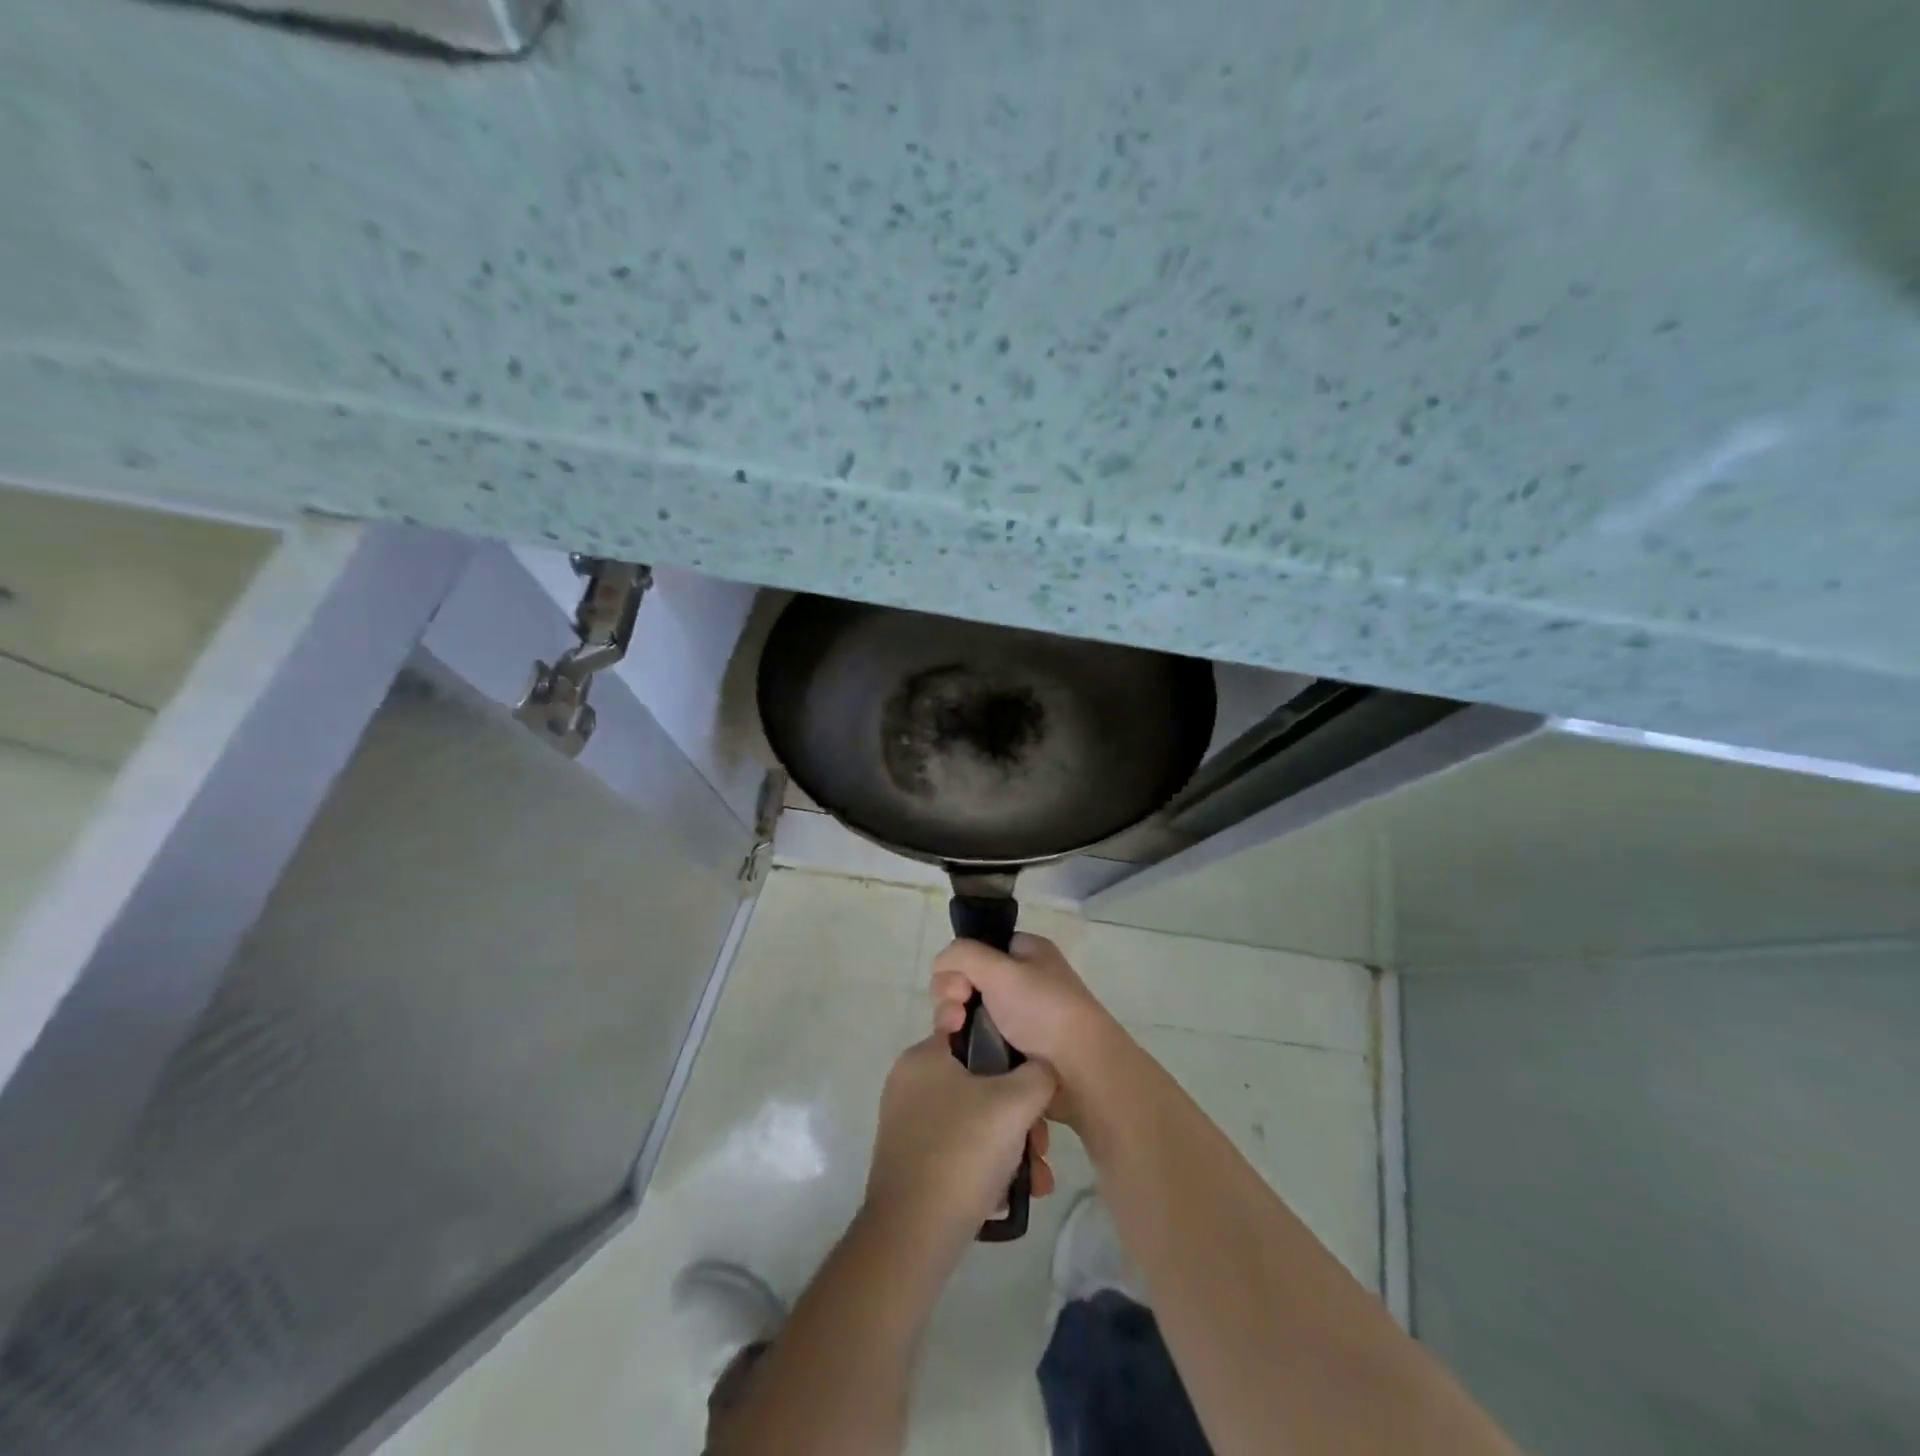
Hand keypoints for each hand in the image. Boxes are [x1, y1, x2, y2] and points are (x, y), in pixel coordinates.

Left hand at [864, 1036, 1057, 1254]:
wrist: (912, 1237)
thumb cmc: (963, 1152)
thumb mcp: (1016, 1103)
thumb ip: (1039, 1074)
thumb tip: (1042, 1070)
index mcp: (924, 1057)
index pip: (974, 1033)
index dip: (1010, 1054)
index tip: (1034, 1081)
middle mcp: (911, 1084)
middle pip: (981, 1084)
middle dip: (1021, 1116)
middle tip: (1041, 1146)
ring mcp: (909, 1126)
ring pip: (976, 1122)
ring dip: (1013, 1147)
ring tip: (1037, 1180)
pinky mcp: (913, 1163)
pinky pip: (960, 1151)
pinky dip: (989, 1167)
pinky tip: (1014, 1195)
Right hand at [930, 934, 1128, 1129]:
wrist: (1081, 1072)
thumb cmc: (1045, 1011)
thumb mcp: (1002, 969)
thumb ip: (963, 954)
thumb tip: (941, 964)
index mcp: (1026, 952)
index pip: (976, 948)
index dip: (959, 964)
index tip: (959, 986)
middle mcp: (1020, 979)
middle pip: (966, 980)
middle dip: (950, 996)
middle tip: (955, 1017)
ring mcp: (1016, 1017)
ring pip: (967, 1011)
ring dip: (952, 1021)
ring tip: (954, 1036)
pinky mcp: (1011, 1050)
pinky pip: (976, 1039)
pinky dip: (964, 1044)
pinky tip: (958, 1055)